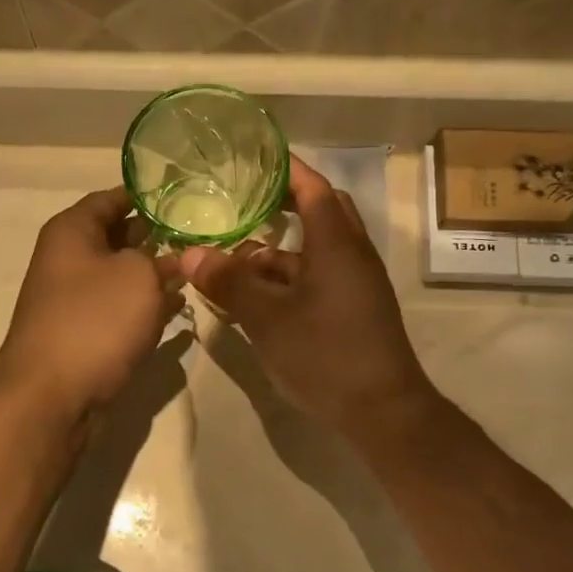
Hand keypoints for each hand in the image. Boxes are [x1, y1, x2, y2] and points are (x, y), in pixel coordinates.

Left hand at [0, 187, 181, 419]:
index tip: (182, 196)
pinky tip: (175, 310)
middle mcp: (67, 260)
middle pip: (115, 237)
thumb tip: (173, 260)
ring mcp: (72, 300)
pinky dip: (143, 307)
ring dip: (152, 275)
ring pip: (119, 276)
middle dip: (153, 236)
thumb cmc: (95, 319)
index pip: (110, 198)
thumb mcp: (139, 276)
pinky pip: (118, 310)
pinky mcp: (82, 334)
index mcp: (71, 231)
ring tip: (193, 272)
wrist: (50, 394)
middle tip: (196, 235)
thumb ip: (161, 261)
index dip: (145, 195)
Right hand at [180, 158, 435, 437]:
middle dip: (280, 208)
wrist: (383, 413)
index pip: (312, 188)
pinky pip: (315, 281)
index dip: (285, 169)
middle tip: (241, 208)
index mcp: (336, 245)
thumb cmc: (327, 354)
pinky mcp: (352, 312)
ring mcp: (354, 286)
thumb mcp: (268, 318)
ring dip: (274, 254)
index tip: (254, 159)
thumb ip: (229, 283)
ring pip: (312, 253)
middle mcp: (350, 256)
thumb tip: (189, 254)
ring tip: (228, 267)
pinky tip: (252, 303)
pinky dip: (284, 282)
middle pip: (319, 214)